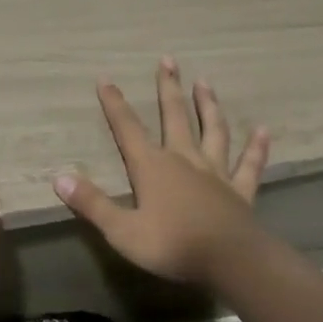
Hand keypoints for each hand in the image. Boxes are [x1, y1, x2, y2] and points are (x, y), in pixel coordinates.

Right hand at [54, 57, 268, 285]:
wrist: (231, 261)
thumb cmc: (173, 245)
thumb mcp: (122, 230)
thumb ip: (92, 204)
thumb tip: (59, 178)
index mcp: (153, 167)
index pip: (128, 128)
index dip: (115, 104)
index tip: (105, 78)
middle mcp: (184, 159)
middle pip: (174, 116)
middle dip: (168, 87)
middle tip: (168, 59)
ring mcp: (215, 172)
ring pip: (213, 130)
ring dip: (208, 105)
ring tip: (205, 81)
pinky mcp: (240, 190)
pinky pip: (249, 164)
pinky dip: (256, 147)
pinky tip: (263, 131)